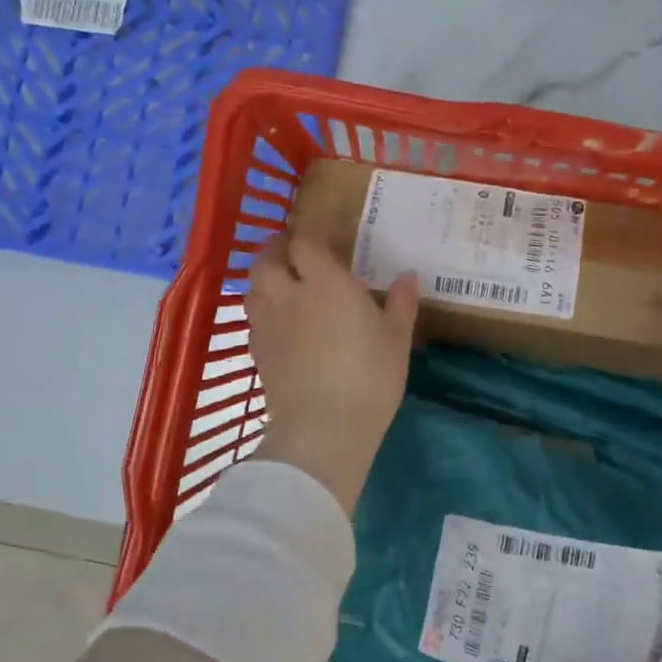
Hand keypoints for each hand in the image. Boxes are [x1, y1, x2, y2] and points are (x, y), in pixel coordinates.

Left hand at [245, 232, 419, 514]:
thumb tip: (408, 276)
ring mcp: (267, 324)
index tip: (323, 235)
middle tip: (295, 252)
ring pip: (253, 288)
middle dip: (277, 249)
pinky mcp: (257, 352)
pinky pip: (254, 319)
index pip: (305, 242)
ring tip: (284, 285)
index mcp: (324, 282)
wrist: (323, 428)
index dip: (310, 233)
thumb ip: (401, 303)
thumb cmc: (369, 376)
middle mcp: (288, 294)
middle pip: (266, 259)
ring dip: (265, 279)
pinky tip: (281, 324)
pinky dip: (264, 311)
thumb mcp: (397, 338)